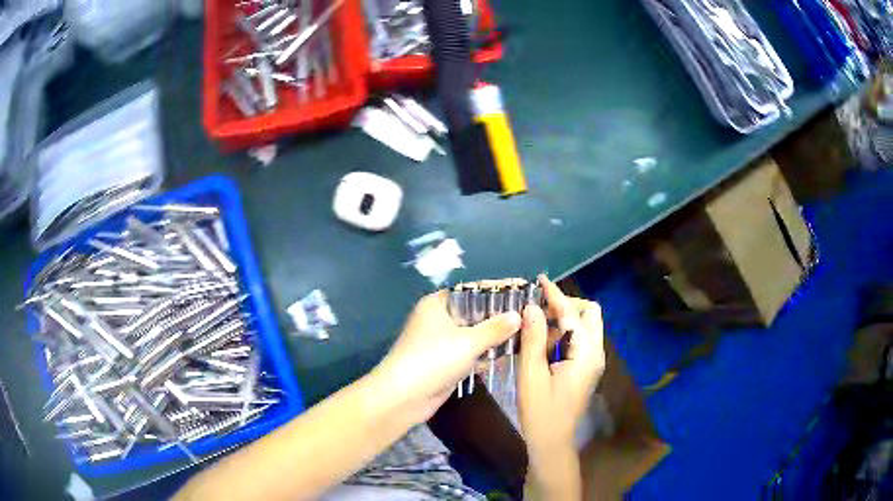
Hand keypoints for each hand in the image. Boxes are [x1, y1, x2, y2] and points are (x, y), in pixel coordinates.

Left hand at [374, 291, 521, 423]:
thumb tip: (518, 316)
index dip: (498, 290)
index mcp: (438, 304)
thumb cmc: (433, 360)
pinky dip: (486, 353)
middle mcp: (439, 319)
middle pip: (475, 313)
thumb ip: (495, 328)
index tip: (524, 289)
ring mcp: (442, 342)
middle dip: (500, 316)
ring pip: (474, 334)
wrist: (403, 397)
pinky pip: (471, 352)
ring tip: (527, 332)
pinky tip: (509, 354)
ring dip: (496, 336)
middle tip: (531, 314)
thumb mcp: (468, 341)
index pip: (473, 291)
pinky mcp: (446, 362)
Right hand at [518, 276, 605, 459]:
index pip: (573, 314)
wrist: (552, 441)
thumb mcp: (531, 375)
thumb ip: (533, 339)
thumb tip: (531, 307)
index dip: (556, 295)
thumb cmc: (540, 412)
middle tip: (538, 309)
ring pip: (585, 326)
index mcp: (585, 354)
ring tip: (536, 327)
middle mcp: (595, 353)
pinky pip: (580, 340)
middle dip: (566, 305)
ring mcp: (593, 361)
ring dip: (564, 319)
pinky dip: (564, 333)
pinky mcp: (586, 368)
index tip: (539, 281)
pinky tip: (543, 343)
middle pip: (590, 314)